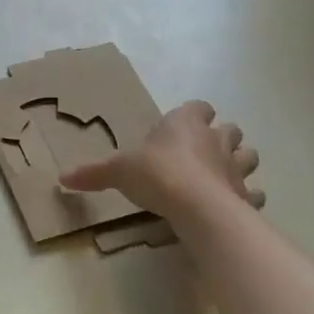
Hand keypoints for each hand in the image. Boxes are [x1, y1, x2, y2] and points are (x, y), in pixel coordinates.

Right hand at [60, 100, 263, 219]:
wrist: (195, 206)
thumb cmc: (156, 174)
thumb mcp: (117, 171)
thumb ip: (93, 173)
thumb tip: (61, 177)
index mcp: (185, 124)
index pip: (198, 107)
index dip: (194, 114)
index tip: (182, 125)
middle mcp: (214, 139)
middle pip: (230, 129)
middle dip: (221, 137)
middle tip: (203, 152)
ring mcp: (235, 167)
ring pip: (248, 156)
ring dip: (239, 162)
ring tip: (222, 175)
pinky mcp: (245, 195)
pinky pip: (253, 193)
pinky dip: (247, 197)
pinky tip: (234, 205)